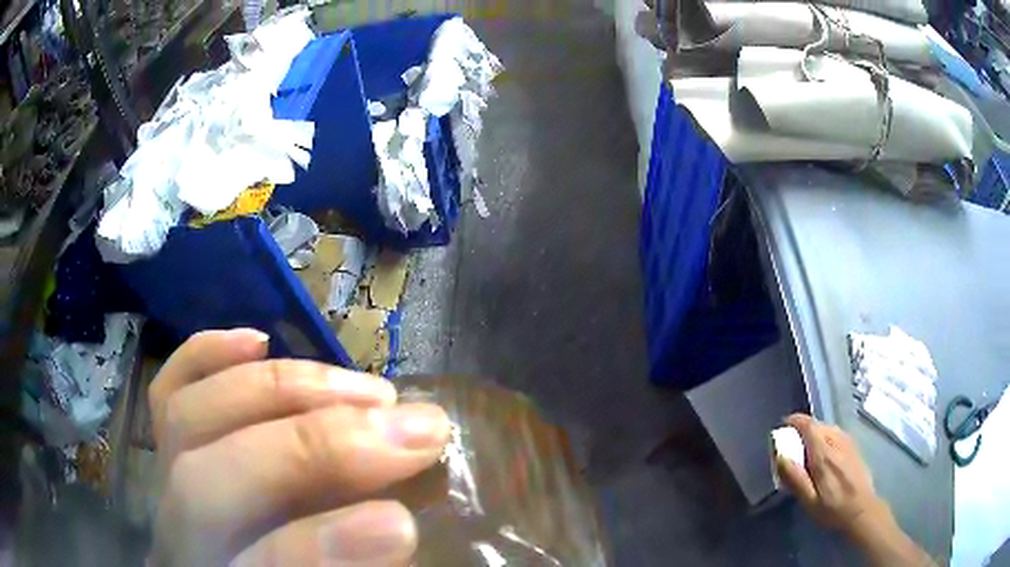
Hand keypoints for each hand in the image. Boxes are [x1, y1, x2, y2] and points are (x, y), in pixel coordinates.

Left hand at [147, 329, 450, 565]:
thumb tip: (398, 522)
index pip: (258, 561)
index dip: (326, 543)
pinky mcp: (164, 447)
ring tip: (368, 391)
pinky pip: (167, 391)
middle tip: (411, 431)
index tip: (402, 523)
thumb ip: (352, 561)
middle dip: (314, 448)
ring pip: (190, 417)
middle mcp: (176, 530)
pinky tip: (258, 340)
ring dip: (284, 391)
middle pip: (210, 479)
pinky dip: (207, 355)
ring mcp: (161, 478)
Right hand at [777, 415, 933, 566]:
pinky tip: (828, 449)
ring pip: (832, 427)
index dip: (797, 420)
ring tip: (809, 444)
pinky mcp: (859, 451)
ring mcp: (853, 446)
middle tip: (793, 438)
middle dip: (805, 425)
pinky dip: (830, 436)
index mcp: (829, 455)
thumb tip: (784, 452)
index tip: (784, 422)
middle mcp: (843, 443)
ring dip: (818, 431)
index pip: (811, 425)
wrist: (868, 514)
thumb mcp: (812, 502)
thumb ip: (798, 475)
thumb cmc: (837, 514)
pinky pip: (841, 434)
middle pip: (821, 423)